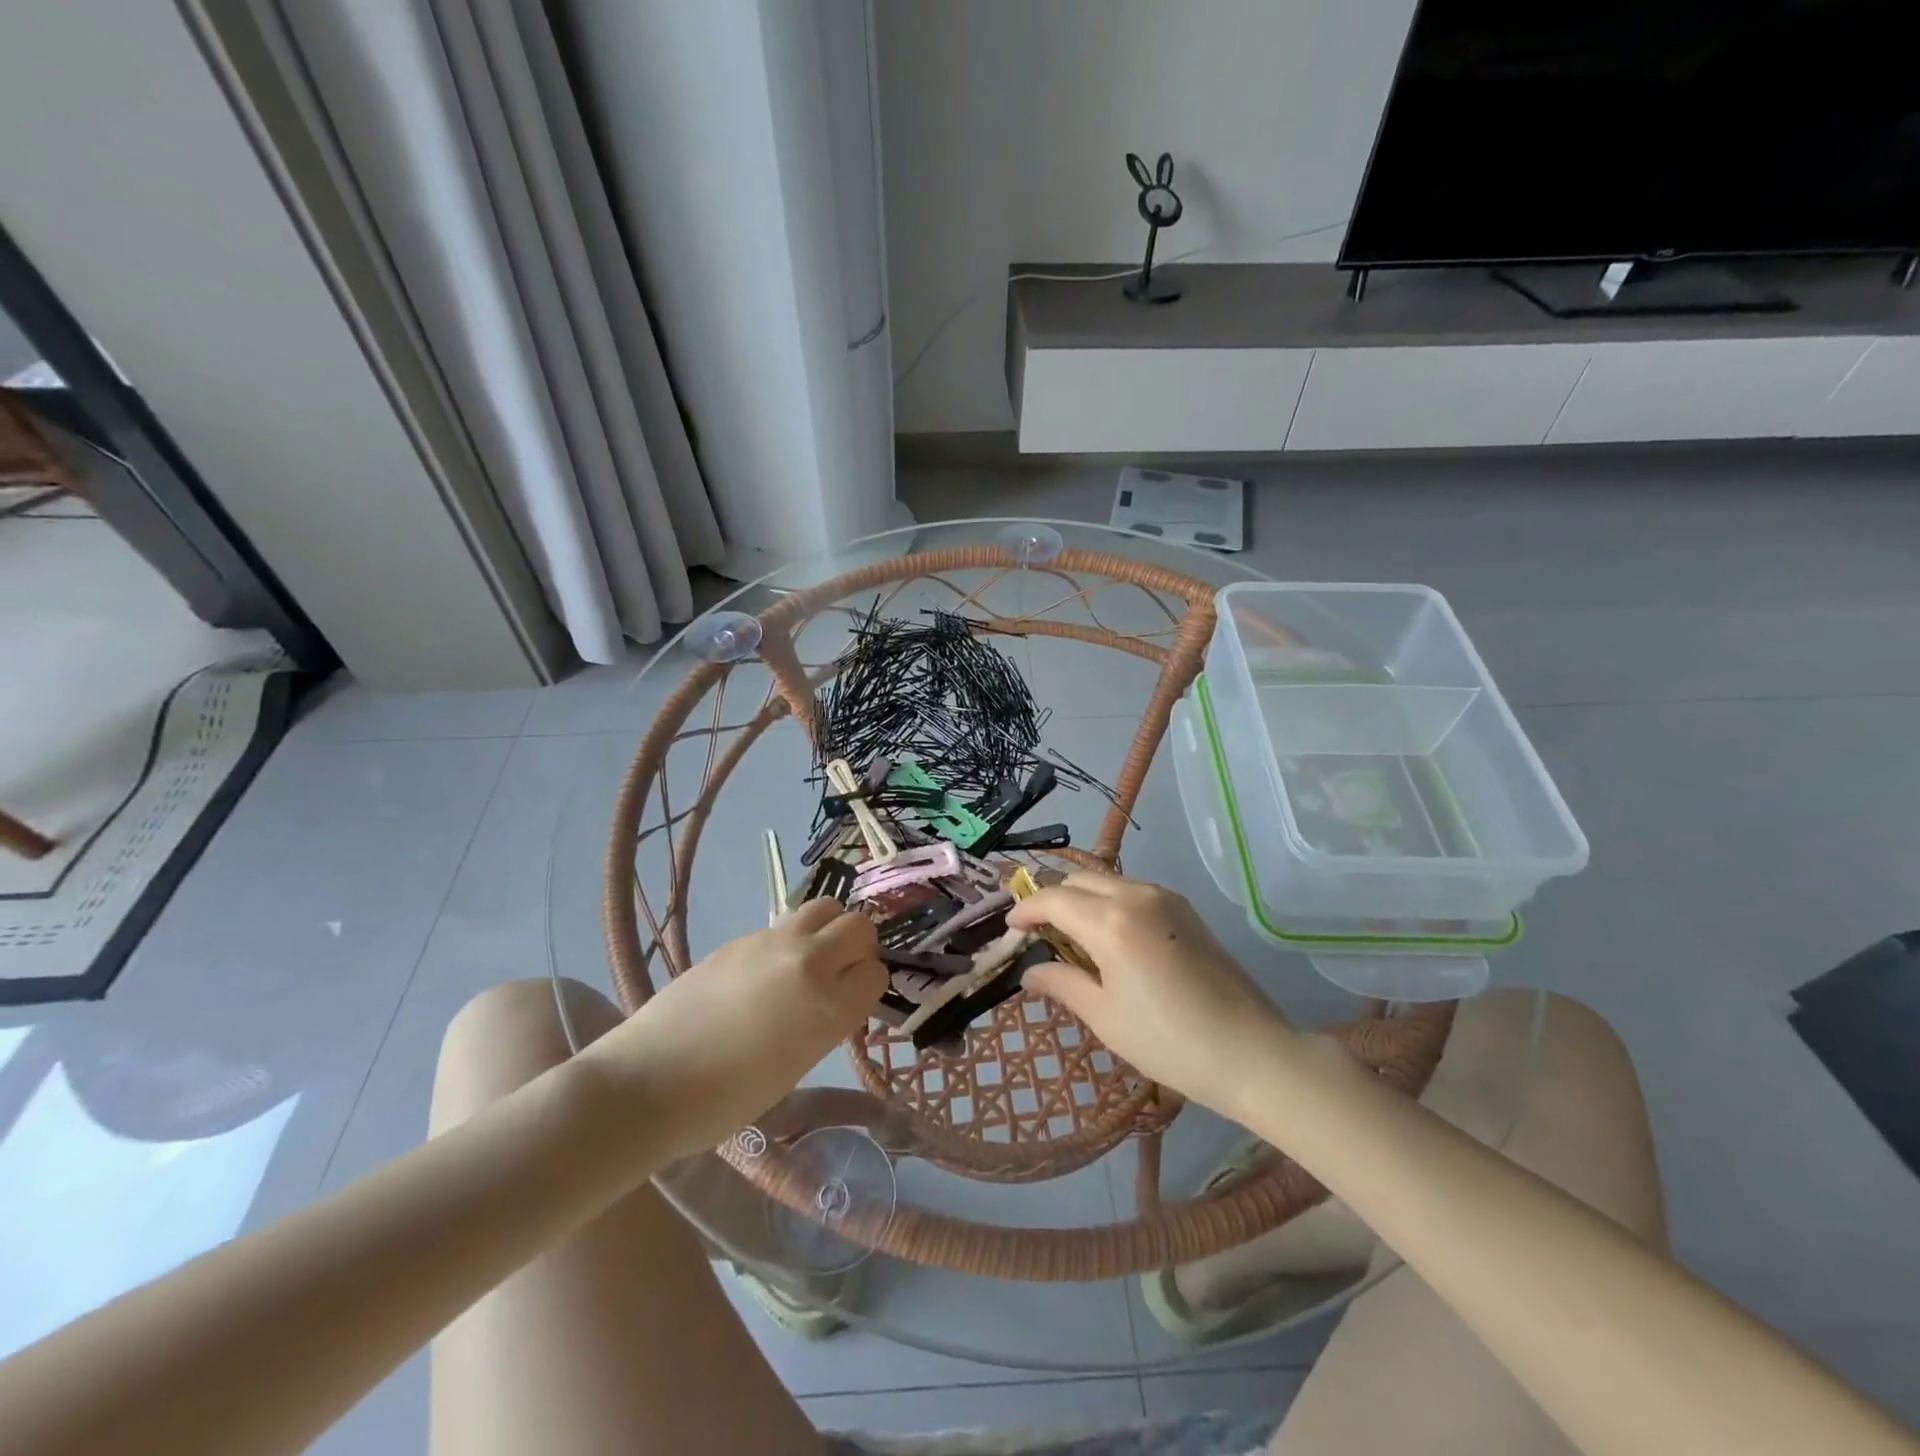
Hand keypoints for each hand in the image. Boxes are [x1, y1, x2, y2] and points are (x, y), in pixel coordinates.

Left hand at [580, 900, 886, 1160]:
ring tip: (808, 961)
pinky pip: (783, 925)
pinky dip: (789, 941)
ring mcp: (772, 943)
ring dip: (827, 929)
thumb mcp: (796, 1067)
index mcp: (829, 1007)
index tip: (852, 1001)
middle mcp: (810, 963)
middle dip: (858, 947)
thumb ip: (825, 1023)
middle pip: (859, 926)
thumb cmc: (725, 1100)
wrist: (649, 1081)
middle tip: (839, 973)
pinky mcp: (740, 937)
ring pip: (824, 908)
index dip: (867, 986)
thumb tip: (831, 1000)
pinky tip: (763, 974)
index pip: (876, 973)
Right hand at [1007, 873, 1293, 1116]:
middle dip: (1051, 899)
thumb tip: (1029, 973)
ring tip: (1069, 936)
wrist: (1252, 1051)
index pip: (1054, 899)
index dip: (1026, 910)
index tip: (1010, 928)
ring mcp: (1165, 898)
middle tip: (1037, 932)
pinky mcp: (1184, 909)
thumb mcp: (1105, 1017)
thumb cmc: (1169, 1042)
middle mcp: (1136, 895)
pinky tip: (1107, 937)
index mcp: (1111, 922)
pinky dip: (1108, 903)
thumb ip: (1062, 983)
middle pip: (1078, 880)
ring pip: (1106, 881)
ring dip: (1080, 898)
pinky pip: (1131, 891)